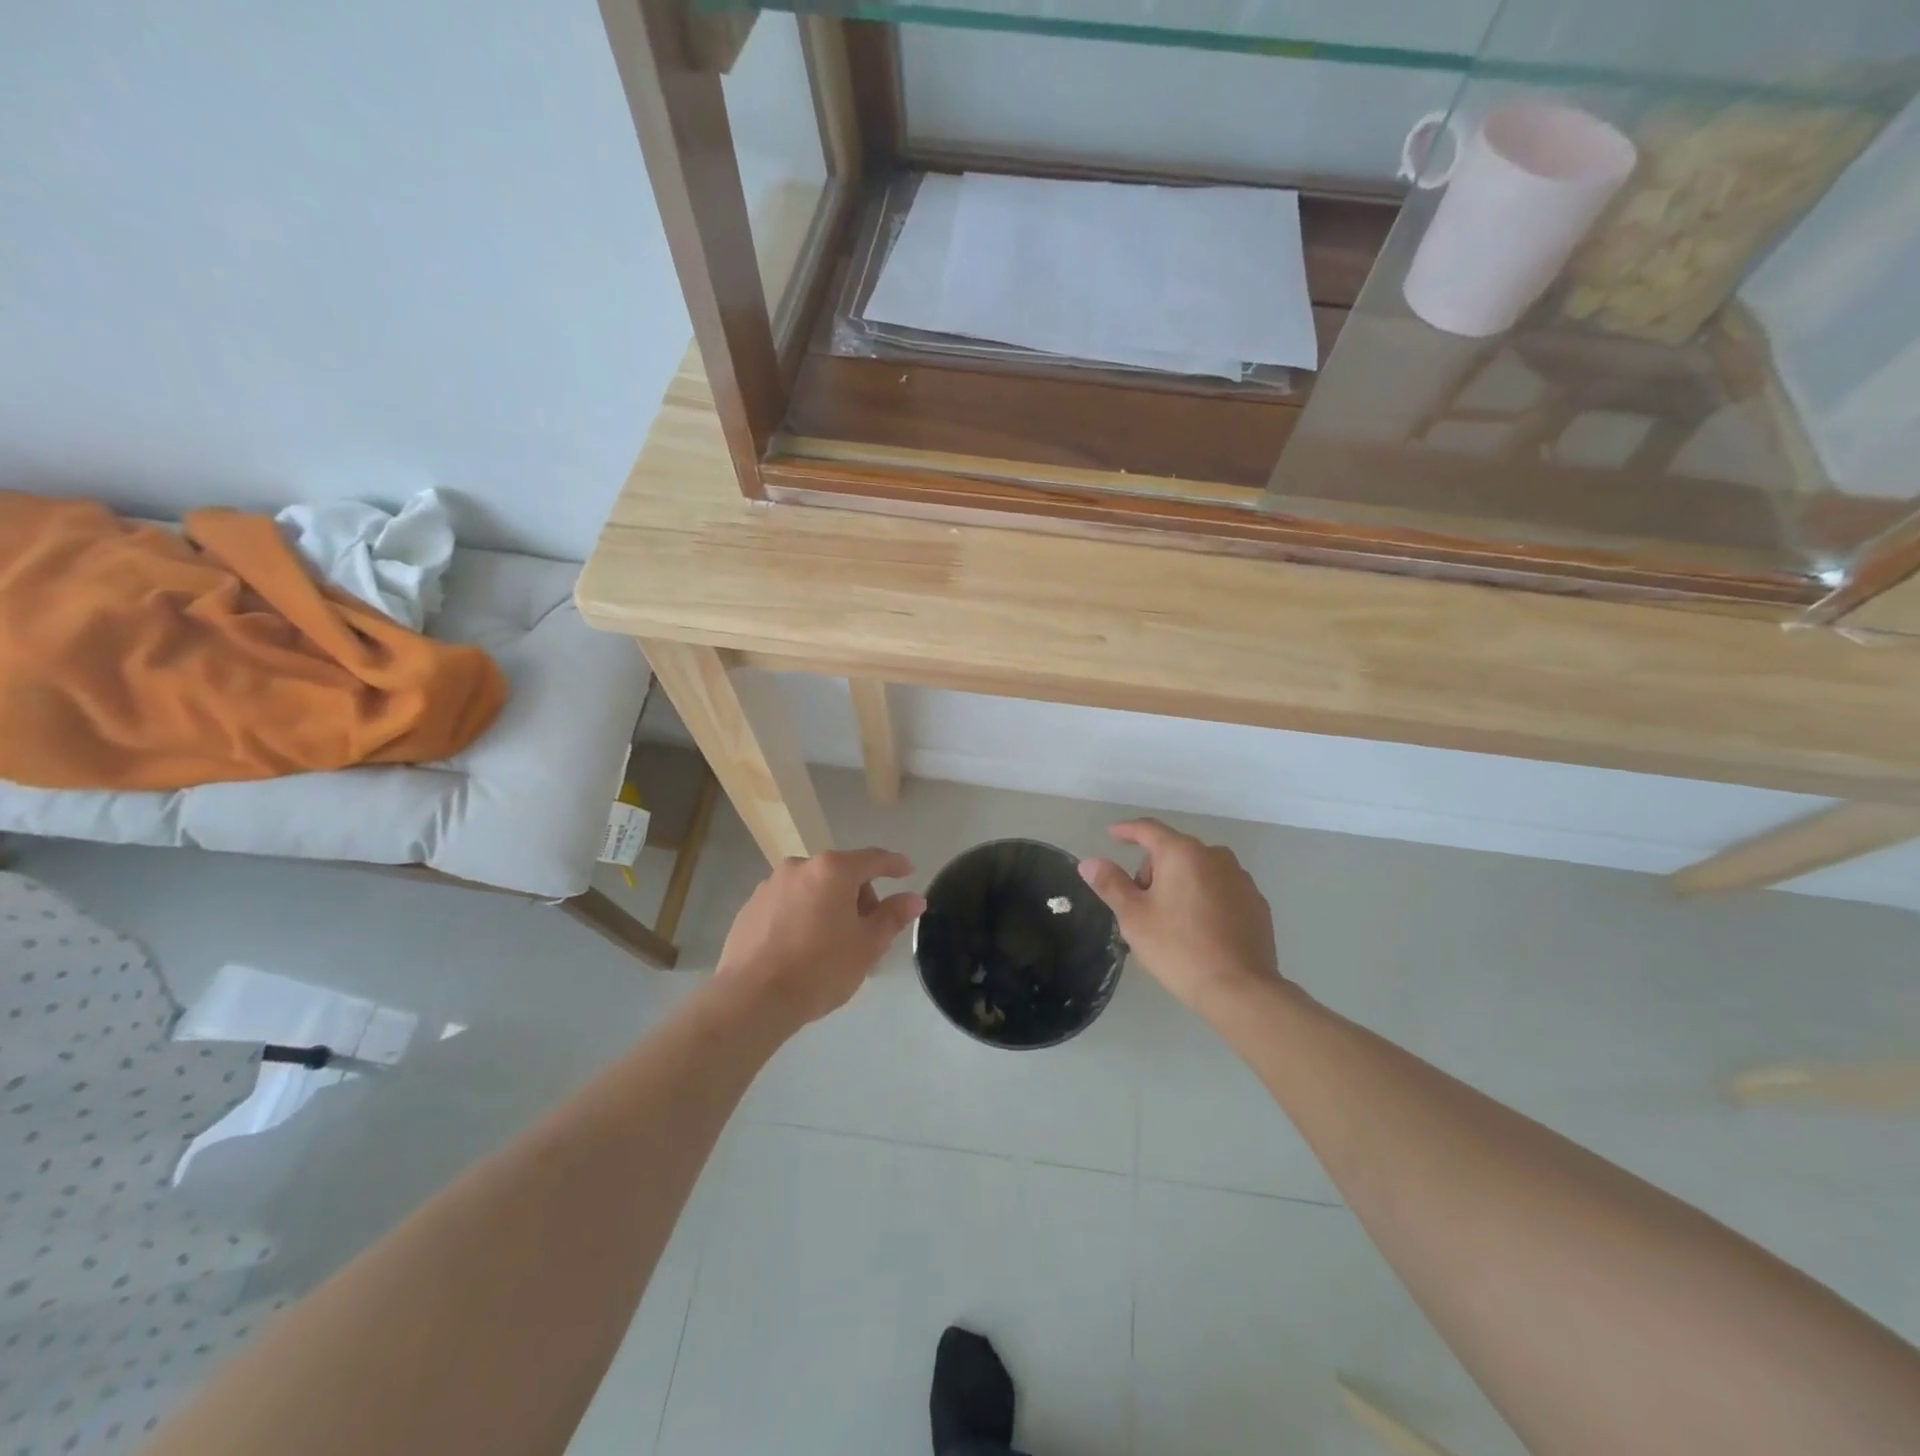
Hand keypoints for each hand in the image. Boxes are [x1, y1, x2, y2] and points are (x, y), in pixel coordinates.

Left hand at [714, 848, 924, 1029]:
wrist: (752, 998)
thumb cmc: (820, 968)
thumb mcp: (867, 946)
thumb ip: (893, 916)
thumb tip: (915, 898)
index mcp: (833, 870)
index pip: (873, 859)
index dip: (894, 865)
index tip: (907, 871)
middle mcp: (800, 866)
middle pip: (841, 873)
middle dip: (858, 895)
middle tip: (866, 931)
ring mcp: (770, 885)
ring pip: (812, 888)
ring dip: (829, 905)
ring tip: (832, 944)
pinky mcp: (750, 907)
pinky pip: (788, 903)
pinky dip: (802, 915)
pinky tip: (801, 948)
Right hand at [1077, 819, 1284, 1017]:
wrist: (1240, 989)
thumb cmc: (1178, 948)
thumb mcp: (1134, 917)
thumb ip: (1110, 884)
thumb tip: (1089, 861)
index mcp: (1182, 853)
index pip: (1148, 829)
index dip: (1126, 830)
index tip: (1112, 834)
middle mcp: (1215, 856)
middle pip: (1174, 851)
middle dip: (1152, 870)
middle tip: (1140, 905)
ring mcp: (1240, 879)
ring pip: (1199, 870)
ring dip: (1180, 883)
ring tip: (1170, 921)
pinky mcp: (1256, 903)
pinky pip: (1220, 889)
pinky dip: (1204, 898)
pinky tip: (1199, 929)